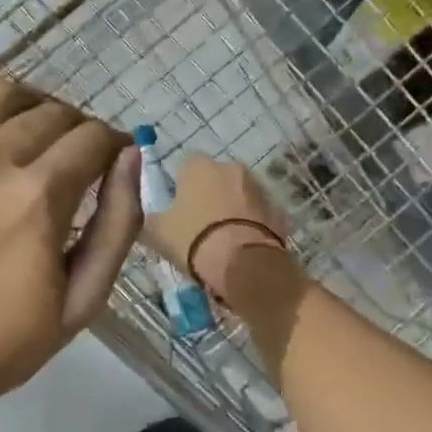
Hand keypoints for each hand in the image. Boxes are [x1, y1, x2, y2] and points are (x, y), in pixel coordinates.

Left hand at [0, 62, 142, 423]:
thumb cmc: (0, 346)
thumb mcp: (83, 302)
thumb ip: (118, 225)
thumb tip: (132, 155)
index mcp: (38, 198)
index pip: (92, 138)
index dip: (111, 145)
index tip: (109, 162)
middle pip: (49, 112)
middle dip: (74, 129)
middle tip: (71, 158)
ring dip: (26, 103)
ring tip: (27, 131)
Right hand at [144, 156, 293, 302]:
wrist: (242, 264)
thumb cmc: (193, 240)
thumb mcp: (157, 231)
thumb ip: (153, 216)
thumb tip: (153, 215)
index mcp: (200, 166)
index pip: (186, 167)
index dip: (182, 188)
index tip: (180, 210)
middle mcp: (232, 168)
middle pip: (217, 179)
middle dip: (212, 196)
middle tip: (202, 226)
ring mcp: (260, 188)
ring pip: (242, 196)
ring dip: (235, 210)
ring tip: (226, 239)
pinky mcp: (279, 211)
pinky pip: (261, 216)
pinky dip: (255, 225)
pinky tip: (246, 246)